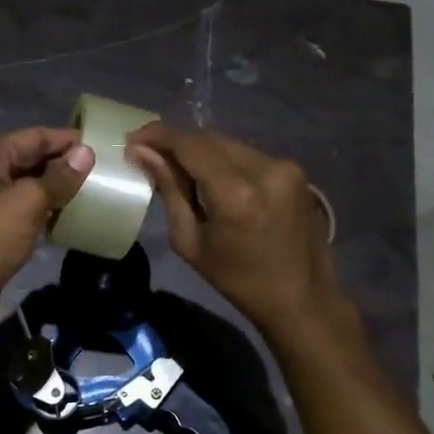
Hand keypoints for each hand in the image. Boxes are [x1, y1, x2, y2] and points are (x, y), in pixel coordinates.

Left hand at [0, 127, 93, 335]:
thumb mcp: (28, 202)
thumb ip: (59, 177)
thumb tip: (87, 153)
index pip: (36, 136)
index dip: (68, 140)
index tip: (104, 146)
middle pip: (34, 158)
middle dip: (66, 163)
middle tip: (106, 170)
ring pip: (33, 185)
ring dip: (61, 187)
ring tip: (98, 190)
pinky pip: (29, 208)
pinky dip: (50, 209)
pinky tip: (75, 214)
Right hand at [126, 122, 342, 335]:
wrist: (301, 297)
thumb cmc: (237, 280)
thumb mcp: (190, 241)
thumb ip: (169, 190)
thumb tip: (141, 153)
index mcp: (236, 192)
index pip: (190, 144)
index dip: (158, 135)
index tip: (132, 139)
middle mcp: (265, 168)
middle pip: (209, 138)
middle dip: (176, 142)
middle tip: (148, 153)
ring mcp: (285, 166)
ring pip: (228, 144)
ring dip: (200, 151)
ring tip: (177, 167)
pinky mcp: (295, 171)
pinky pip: (247, 154)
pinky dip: (223, 160)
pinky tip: (210, 178)